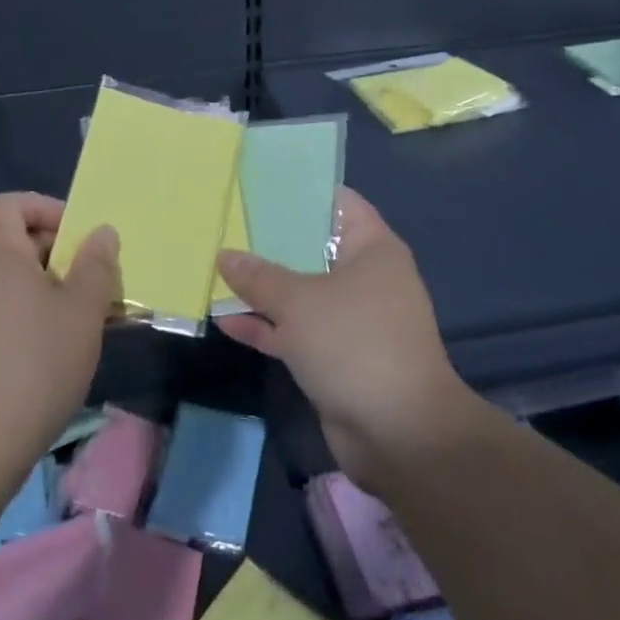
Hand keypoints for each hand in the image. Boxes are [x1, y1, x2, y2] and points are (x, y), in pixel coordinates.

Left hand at [0, 193, 121, 477]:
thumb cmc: (35, 364)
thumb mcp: (82, 310)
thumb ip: (96, 264)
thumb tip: (101, 232)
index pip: (10, 204)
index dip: (46, 208)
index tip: (79, 235)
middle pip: (17, 242)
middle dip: (61, 253)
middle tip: (98, 279)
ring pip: (16, 281)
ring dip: (55, 289)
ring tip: (91, 317)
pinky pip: (6, 311)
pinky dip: (36, 315)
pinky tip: (65, 348)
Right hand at [216, 187, 467, 488]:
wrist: (400, 435)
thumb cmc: (354, 343)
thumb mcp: (299, 302)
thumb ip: (258, 277)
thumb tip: (224, 255)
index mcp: (372, 249)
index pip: (337, 203)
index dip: (300, 192)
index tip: (259, 185)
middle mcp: (365, 278)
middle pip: (313, 248)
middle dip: (272, 241)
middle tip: (228, 223)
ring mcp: (352, 320)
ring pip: (302, 293)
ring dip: (264, 288)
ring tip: (219, 268)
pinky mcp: (338, 357)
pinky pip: (297, 331)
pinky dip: (268, 326)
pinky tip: (226, 320)